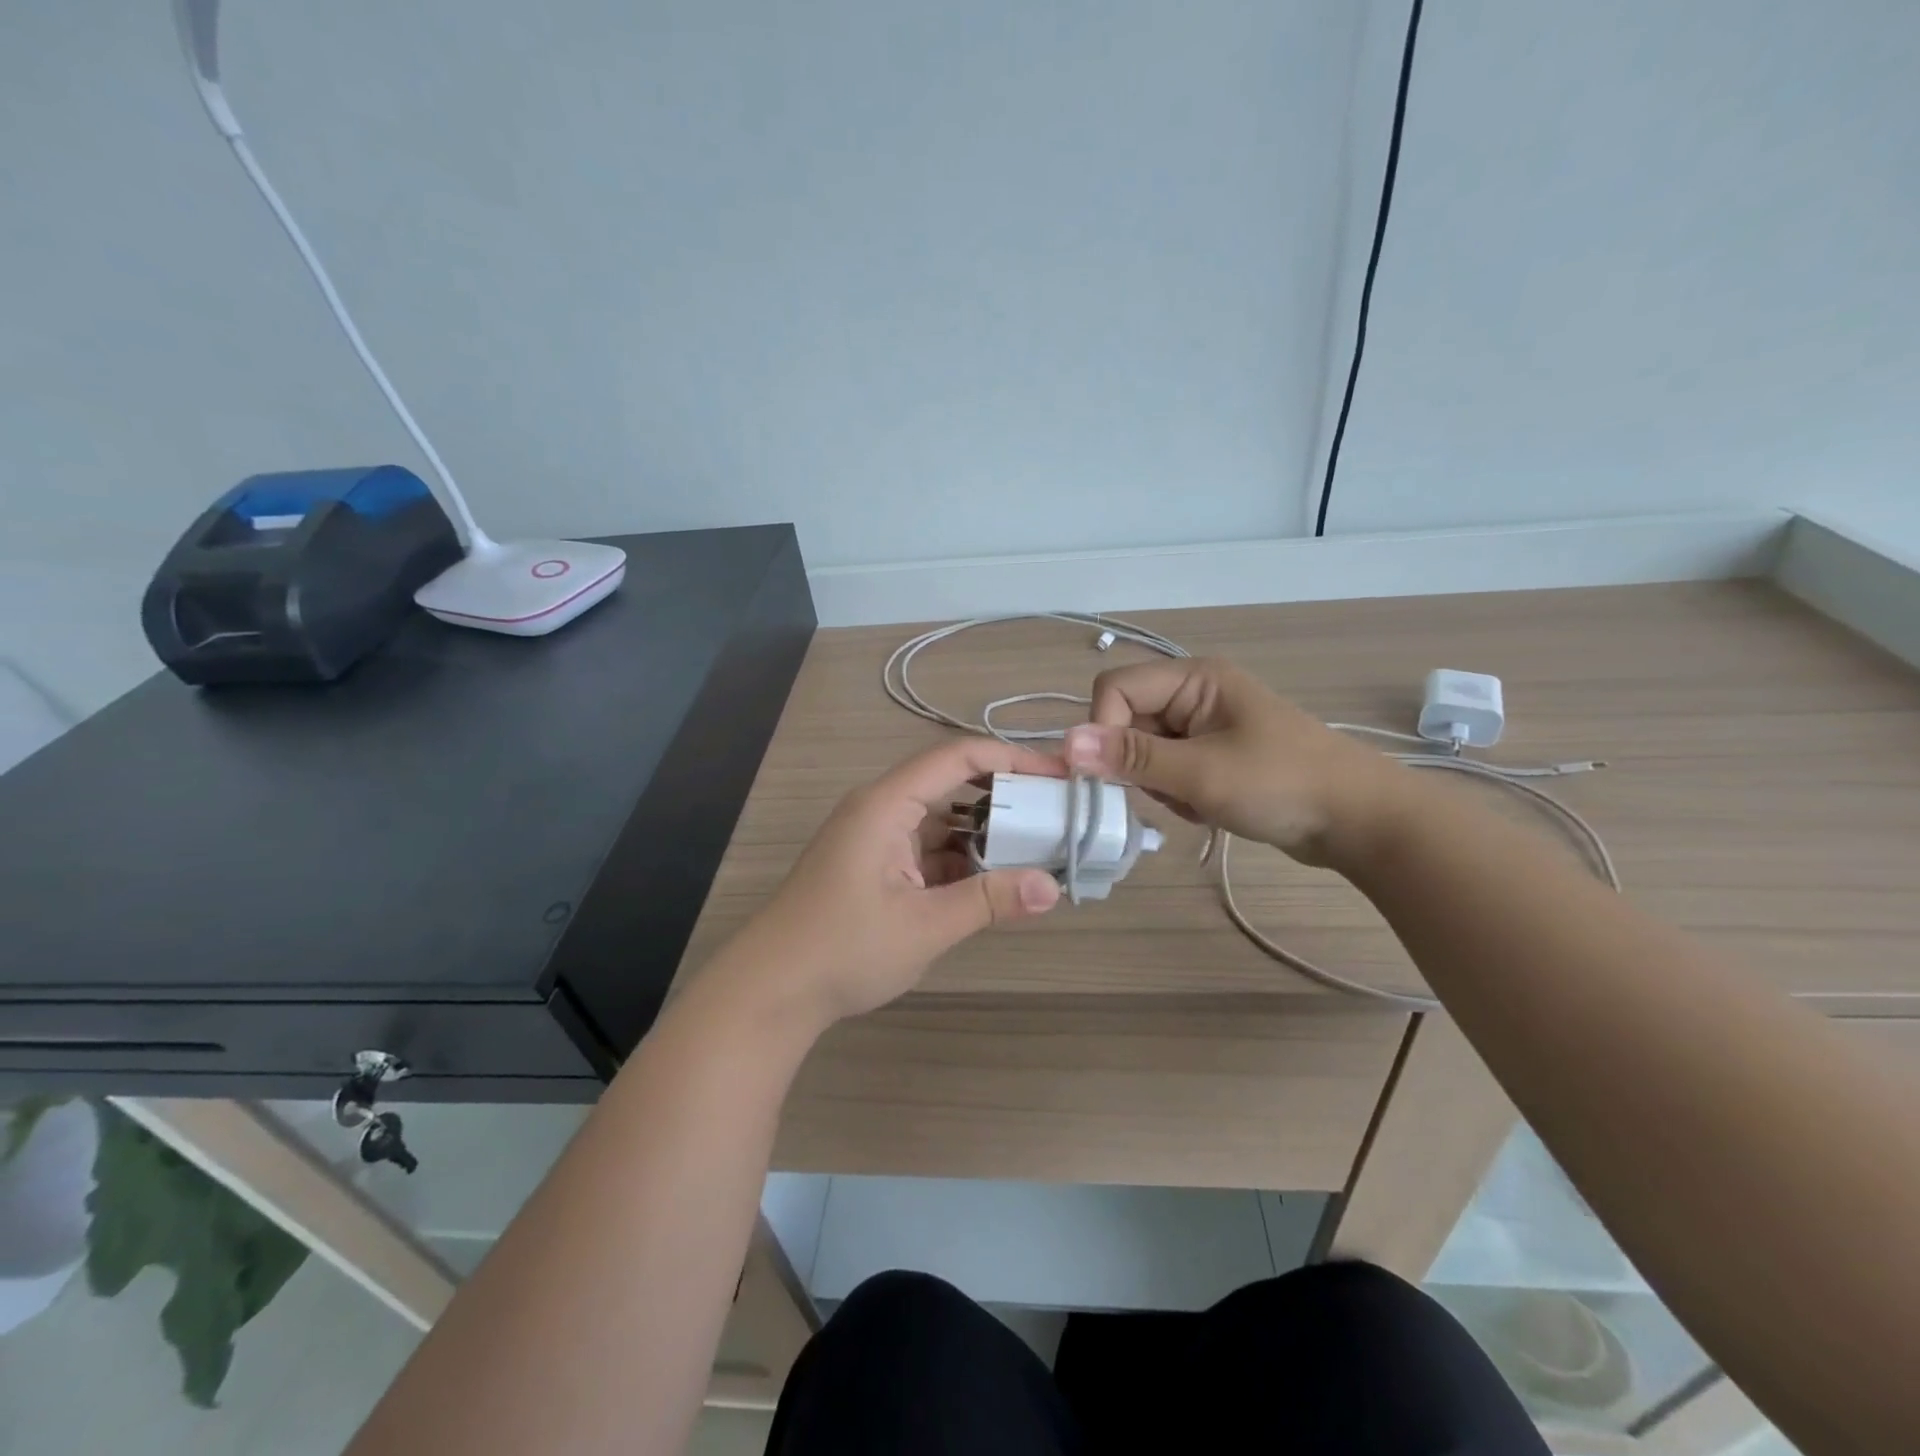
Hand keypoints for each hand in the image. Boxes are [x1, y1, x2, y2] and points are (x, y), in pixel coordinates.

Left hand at [721, 738, 1064, 1028]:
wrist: (770, 990)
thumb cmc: (843, 949)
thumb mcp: (924, 926)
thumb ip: (989, 901)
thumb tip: (1052, 888)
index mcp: (886, 803)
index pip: (958, 757)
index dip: (1012, 758)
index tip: (1059, 776)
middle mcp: (881, 809)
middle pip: (951, 783)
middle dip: (1004, 795)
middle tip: (1057, 813)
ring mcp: (876, 838)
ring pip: (942, 819)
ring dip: (985, 832)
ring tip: (1038, 846)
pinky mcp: (876, 866)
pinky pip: (928, 848)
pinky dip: (962, 860)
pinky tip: (996, 880)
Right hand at [1062, 658, 1403, 867]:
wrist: (1359, 821)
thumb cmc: (1282, 785)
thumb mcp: (1201, 773)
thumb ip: (1130, 757)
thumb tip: (1063, 744)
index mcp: (1193, 678)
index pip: (1114, 688)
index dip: (1104, 729)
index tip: (1118, 774)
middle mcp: (1193, 693)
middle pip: (1126, 721)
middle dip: (1137, 764)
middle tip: (1172, 791)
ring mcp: (1204, 725)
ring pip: (1142, 751)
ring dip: (1158, 783)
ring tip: (1197, 802)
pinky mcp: (1212, 754)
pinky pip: (1167, 769)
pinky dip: (1176, 793)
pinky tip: (1207, 808)